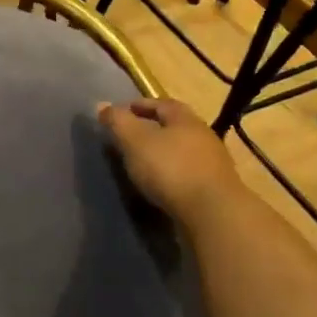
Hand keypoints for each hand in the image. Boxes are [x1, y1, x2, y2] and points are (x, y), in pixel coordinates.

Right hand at [98, 97, 243, 226]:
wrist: (212, 213)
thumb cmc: (170, 169)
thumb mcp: (135, 141)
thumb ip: (118, 122)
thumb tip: (101, 105)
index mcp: (185, 119)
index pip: (162, 103)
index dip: (140, 105)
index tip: (122, 112)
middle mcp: (203, 136)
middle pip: (175, 126)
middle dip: (153, 129)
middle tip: (130, 138)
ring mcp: (213, 164)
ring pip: (183, 151)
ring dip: (164, 154)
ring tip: (143, 164)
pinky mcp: (215, 189)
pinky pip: (188, 174)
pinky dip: (172, 175)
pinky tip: (160, 186)